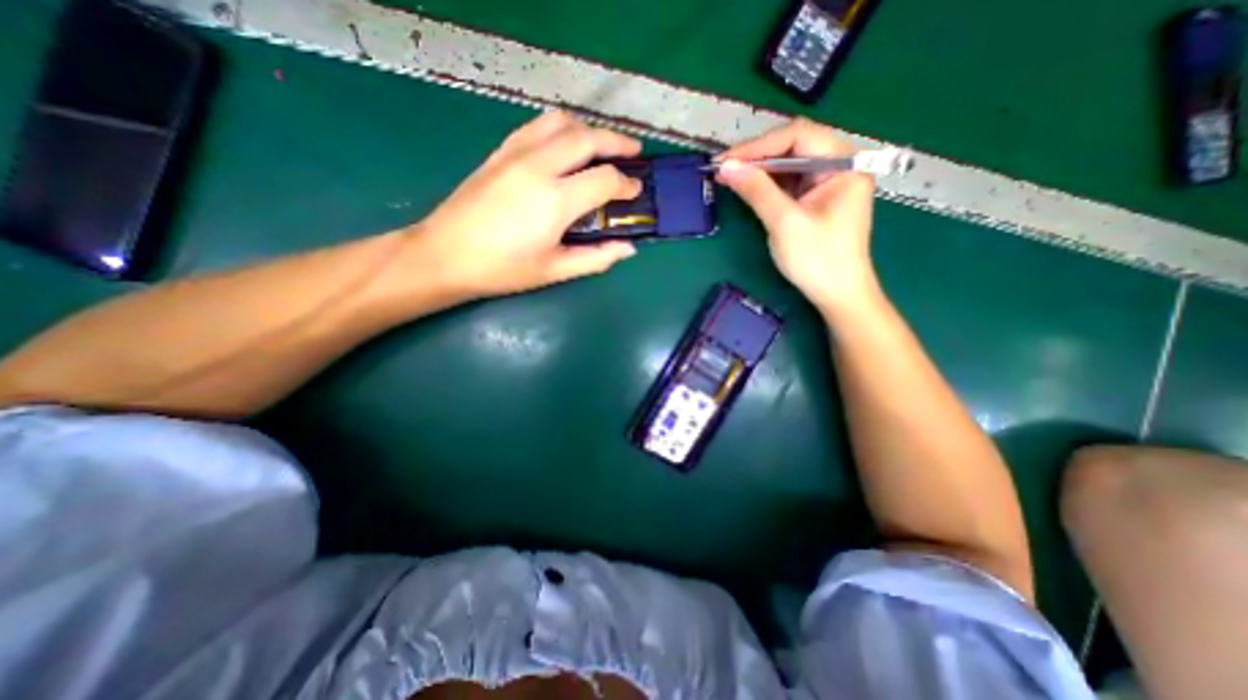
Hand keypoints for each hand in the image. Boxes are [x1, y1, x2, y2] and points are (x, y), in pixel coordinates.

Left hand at [414, 109, 643, 298]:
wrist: (445, 255)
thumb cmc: (503, 269)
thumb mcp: (555, 271)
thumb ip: (596, 257)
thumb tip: (628, 248)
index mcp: (555, 201)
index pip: (605, 178)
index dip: (626, 184)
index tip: (635, 191)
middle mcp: (539, 167)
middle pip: (588, 138)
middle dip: (617, 142)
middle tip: (633, 152)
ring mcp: (516, 154)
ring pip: (561, 122)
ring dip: (588, 130)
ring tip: (601, 147)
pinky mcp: (500, 152)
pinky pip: (537, 126)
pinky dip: (560, 129)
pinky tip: (565, 147)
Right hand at [716, 118, 879, 315]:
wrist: (837, 295)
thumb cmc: (817, 260)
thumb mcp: (785, 223)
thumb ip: (757, 191)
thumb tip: (726, 167)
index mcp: (843, 164)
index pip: (798, 136)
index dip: (759, 145)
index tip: (727, 160)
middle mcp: (838, 166)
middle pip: (794, 147)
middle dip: (757, 156)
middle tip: (724, 169)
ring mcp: (827, 183)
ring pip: (789, 165)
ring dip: (759, 170)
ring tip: (730, 177)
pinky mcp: (816, 200)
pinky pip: (789, 183)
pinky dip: (767, 185)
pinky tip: (748, 188)